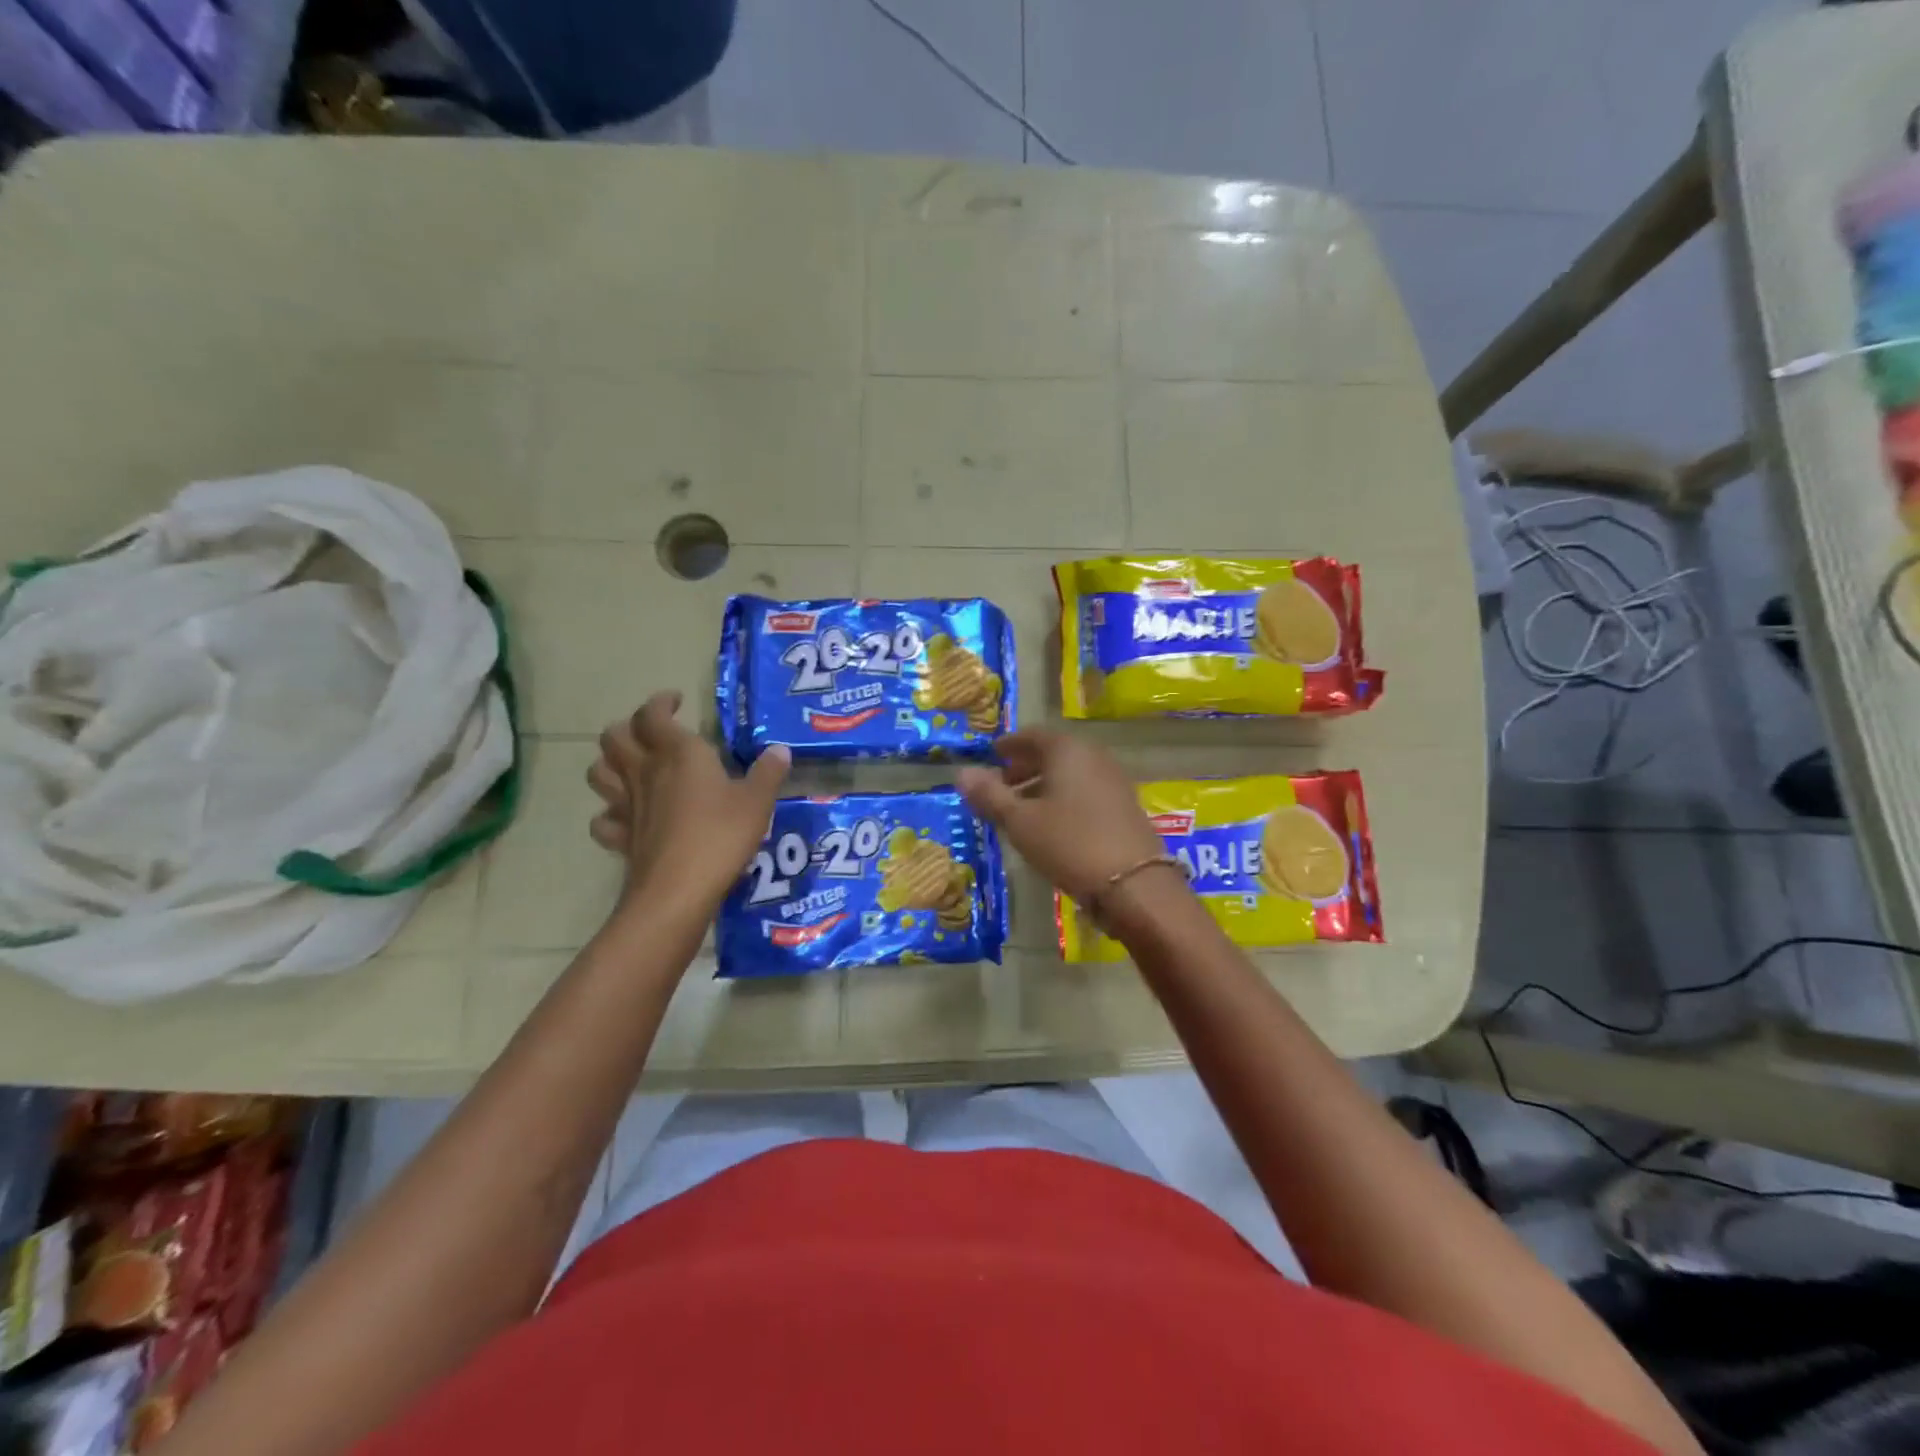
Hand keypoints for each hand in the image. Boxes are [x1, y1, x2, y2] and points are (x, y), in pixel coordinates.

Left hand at [587, 692, 790, 913]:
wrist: (678, 889)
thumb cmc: (720, 835)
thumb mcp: (757, 801)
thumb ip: (768, 773)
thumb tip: (780, 751)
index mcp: (678, 753)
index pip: (654, 714)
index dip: (660, 703)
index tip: (676, 701)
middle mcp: (645, 771)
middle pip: (614, 736)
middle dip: (628, 727)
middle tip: (652, 733)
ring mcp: (627, 805)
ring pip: (599, 772)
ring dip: (609, 763)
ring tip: (632, 766)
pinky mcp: (621, 837)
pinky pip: (604, 819)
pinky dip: (610, 814)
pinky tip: (626, 817)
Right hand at [955, 729, 1170, 903]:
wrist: (1134, 884)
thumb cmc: (1069, 843)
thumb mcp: (1020, 821)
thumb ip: (989, 795)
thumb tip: (961, 773)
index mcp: (1067, 750)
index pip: (1033, 735)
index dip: (1009, 745)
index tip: (992, 755)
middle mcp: (1094, 757)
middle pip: (1053, 753)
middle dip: (1025, 767)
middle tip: (1001, 786)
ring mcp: (1114, 781)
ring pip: (1070, 774)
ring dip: (1043, 786)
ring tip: (1021, 810)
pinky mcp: (1125, 807)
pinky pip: (1086, 791)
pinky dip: (1063, 799)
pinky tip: (1051, 826)